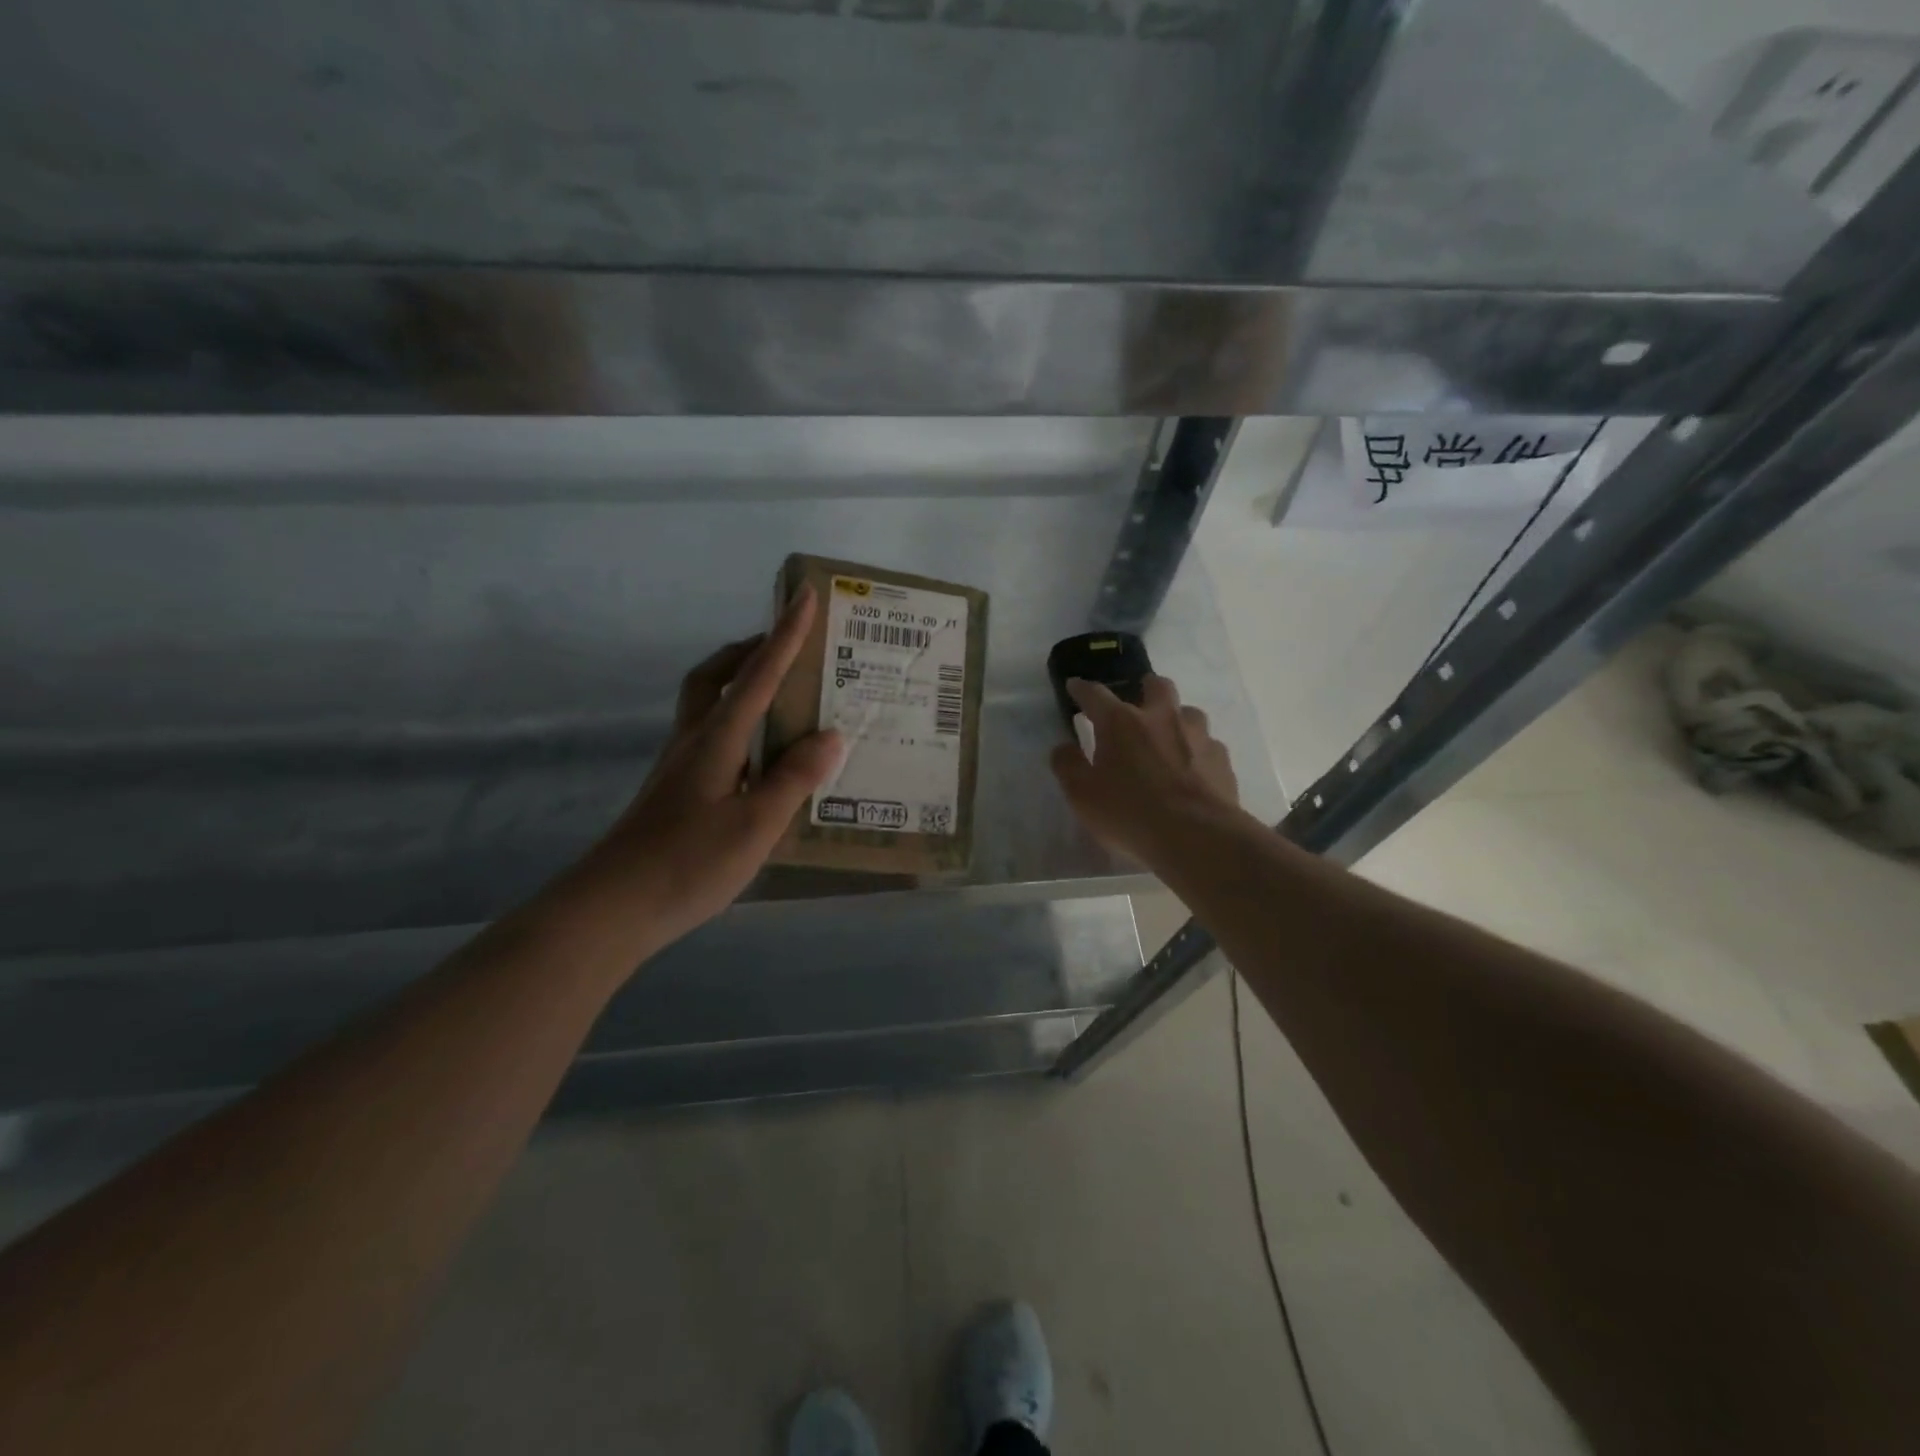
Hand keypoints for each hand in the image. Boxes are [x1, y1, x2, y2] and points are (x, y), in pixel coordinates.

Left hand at [577, 587, 842, 944]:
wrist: (612, 907)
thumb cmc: (688, 862)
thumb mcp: (756, 824)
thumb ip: (794, 778)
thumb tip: (831, 735)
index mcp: (718, 739)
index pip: (759, 674)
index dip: (785, 635)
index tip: (805, 596)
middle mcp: (695, 741)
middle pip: (716, 676)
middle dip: (750, 651)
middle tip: (785, 648)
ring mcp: (680, 766)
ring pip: (709, 705)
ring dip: (741, 685)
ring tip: (782, 697)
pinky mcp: (676, 791)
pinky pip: (712, 737)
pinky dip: (739, 726)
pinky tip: (762, 758)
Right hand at [1049, 674, 1239, 866]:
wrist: (1198, 837)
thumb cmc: (1130, 813)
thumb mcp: (1082, 795)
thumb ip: (1068, 766)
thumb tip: (1064, 748)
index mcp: (1121, 722)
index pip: (1095, 694)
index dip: (1082, 689)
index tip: (1075, 687)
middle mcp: (1161, 717)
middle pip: (1156, 685)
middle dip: (1144, 688)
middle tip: (1137, 703)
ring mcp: (1197, 735)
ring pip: (1188, 712)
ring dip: (1176, 719)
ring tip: (1168, 740)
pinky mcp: (1221, 758)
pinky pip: (1208, 744)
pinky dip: (1197, 751)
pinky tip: (1192, 771)